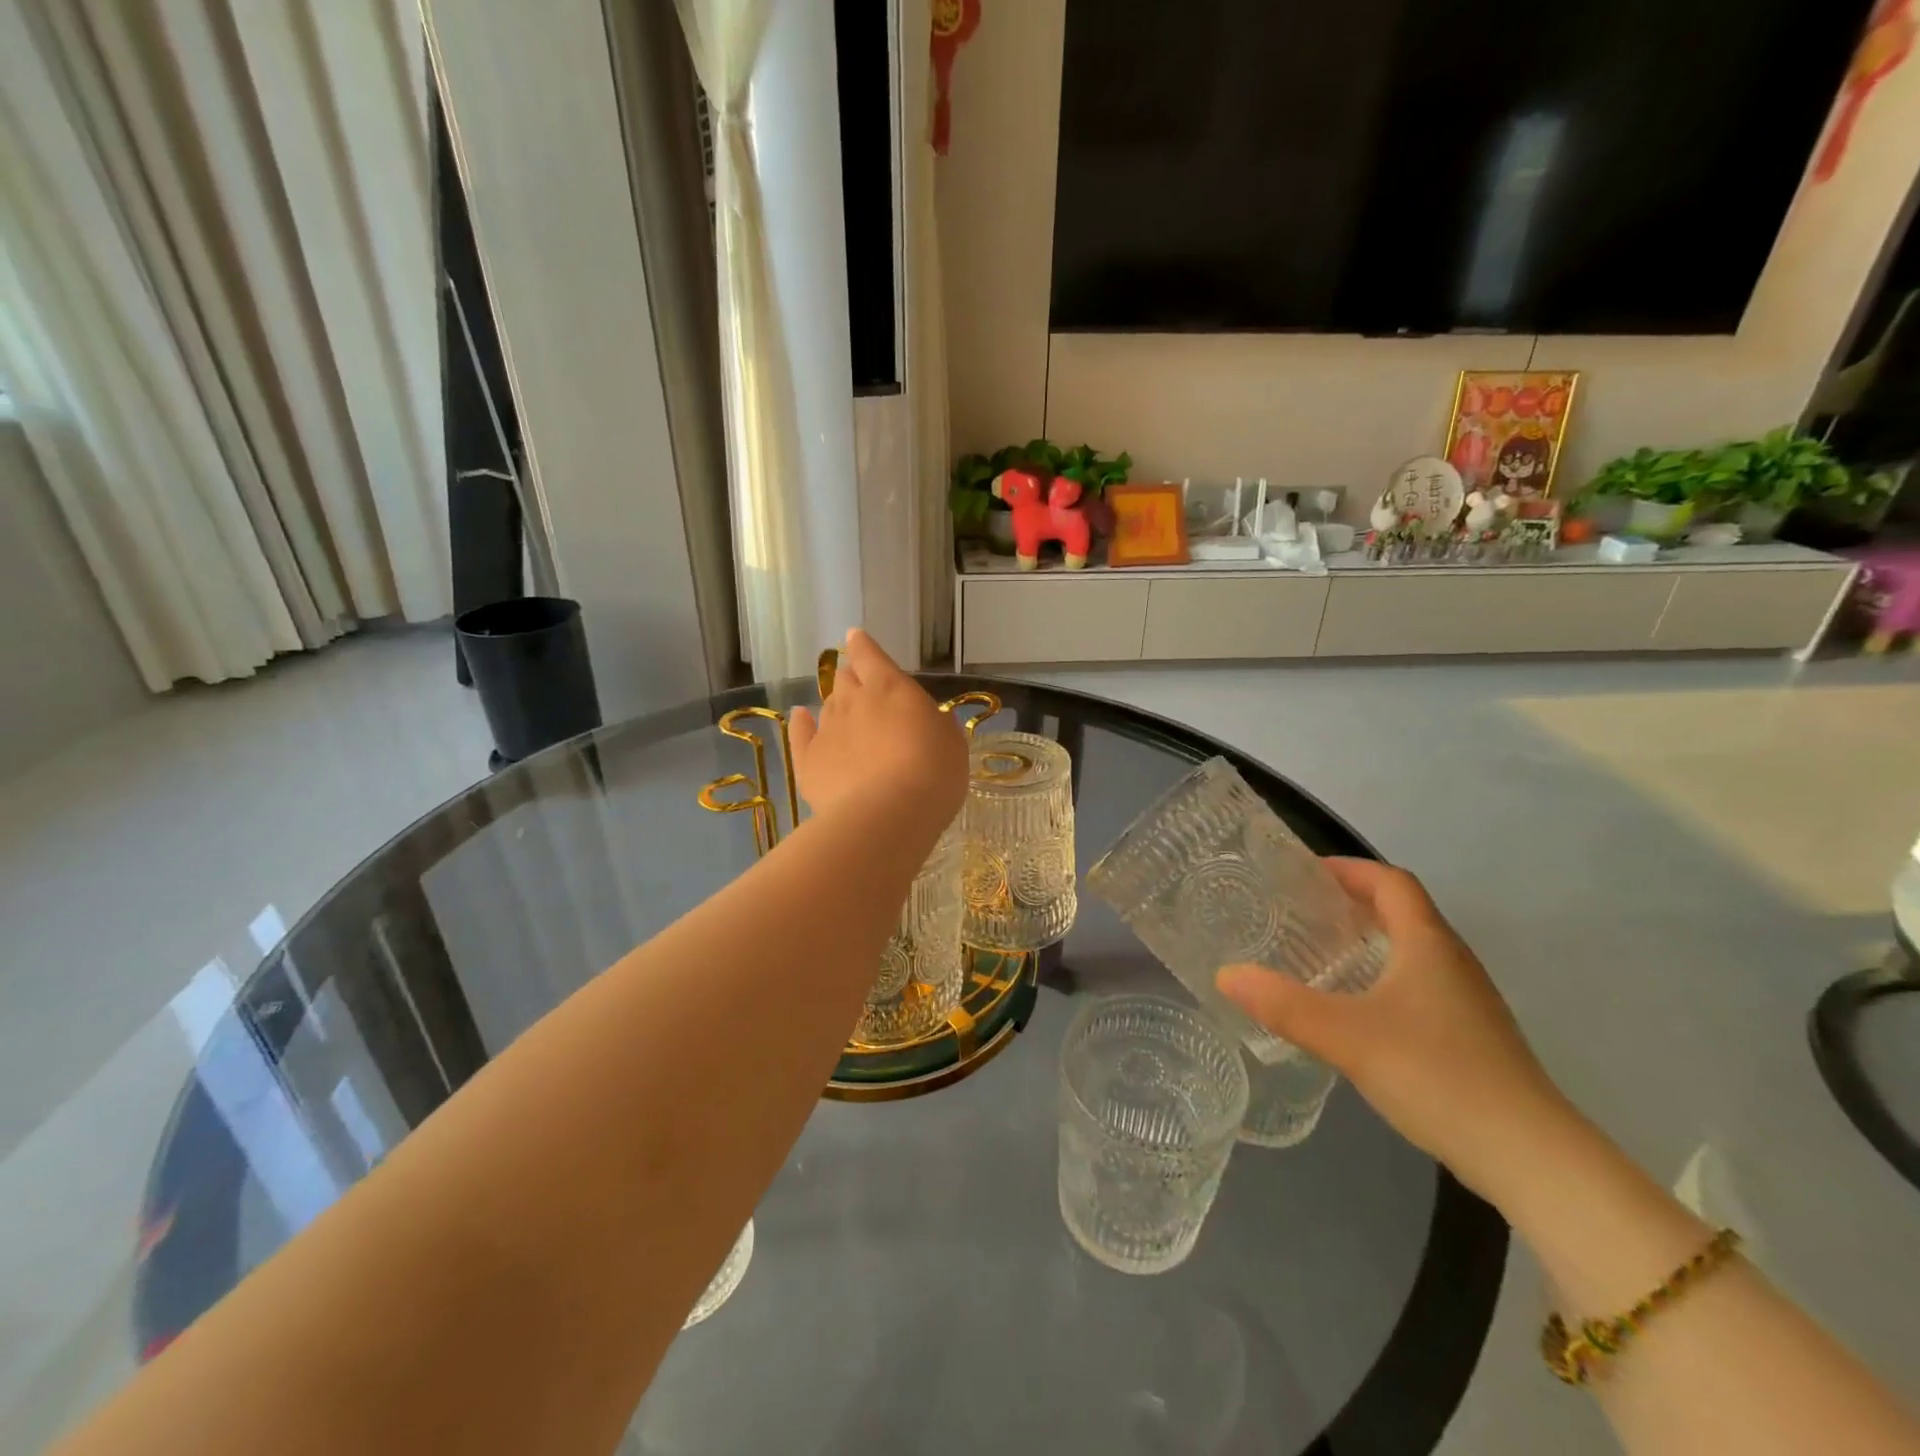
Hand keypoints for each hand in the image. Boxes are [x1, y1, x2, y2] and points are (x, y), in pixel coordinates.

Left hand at [788, 629, 967, 827]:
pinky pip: (800, 733)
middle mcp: (853, 700)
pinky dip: (801, 722)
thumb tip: (923, 721)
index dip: (863, 646)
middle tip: (862, 691)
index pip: (869, 655)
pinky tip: (800, 717)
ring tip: (846, 718)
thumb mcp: (951, 742)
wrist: (890, 815)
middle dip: (852, 680)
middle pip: (845, 680)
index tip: (856, 639)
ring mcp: (827, 729)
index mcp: (889, 687)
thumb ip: (934, 723)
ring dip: (837, 707)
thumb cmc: (933, 773)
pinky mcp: (808, 760)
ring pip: (827, 706)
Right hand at [1215, 859, 1574, 1202]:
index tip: (1305, 873)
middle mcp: (1453, 962)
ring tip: (1321, 953)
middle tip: (1302, 910)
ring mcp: (1468, 1002)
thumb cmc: (1438, 1076)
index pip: (1392, 882)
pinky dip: (1384, 976)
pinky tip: (1358, 1009)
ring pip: (1414, 950)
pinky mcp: (1472, 1037)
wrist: (1531, 1158)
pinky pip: (1421, 984)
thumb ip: (1283, 1004)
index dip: (1350, 869)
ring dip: (1370, 939)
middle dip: (1353, 902)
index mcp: (1428, 945)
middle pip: (1404, 911)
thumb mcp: (1347, 1037)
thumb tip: (1225, 974)